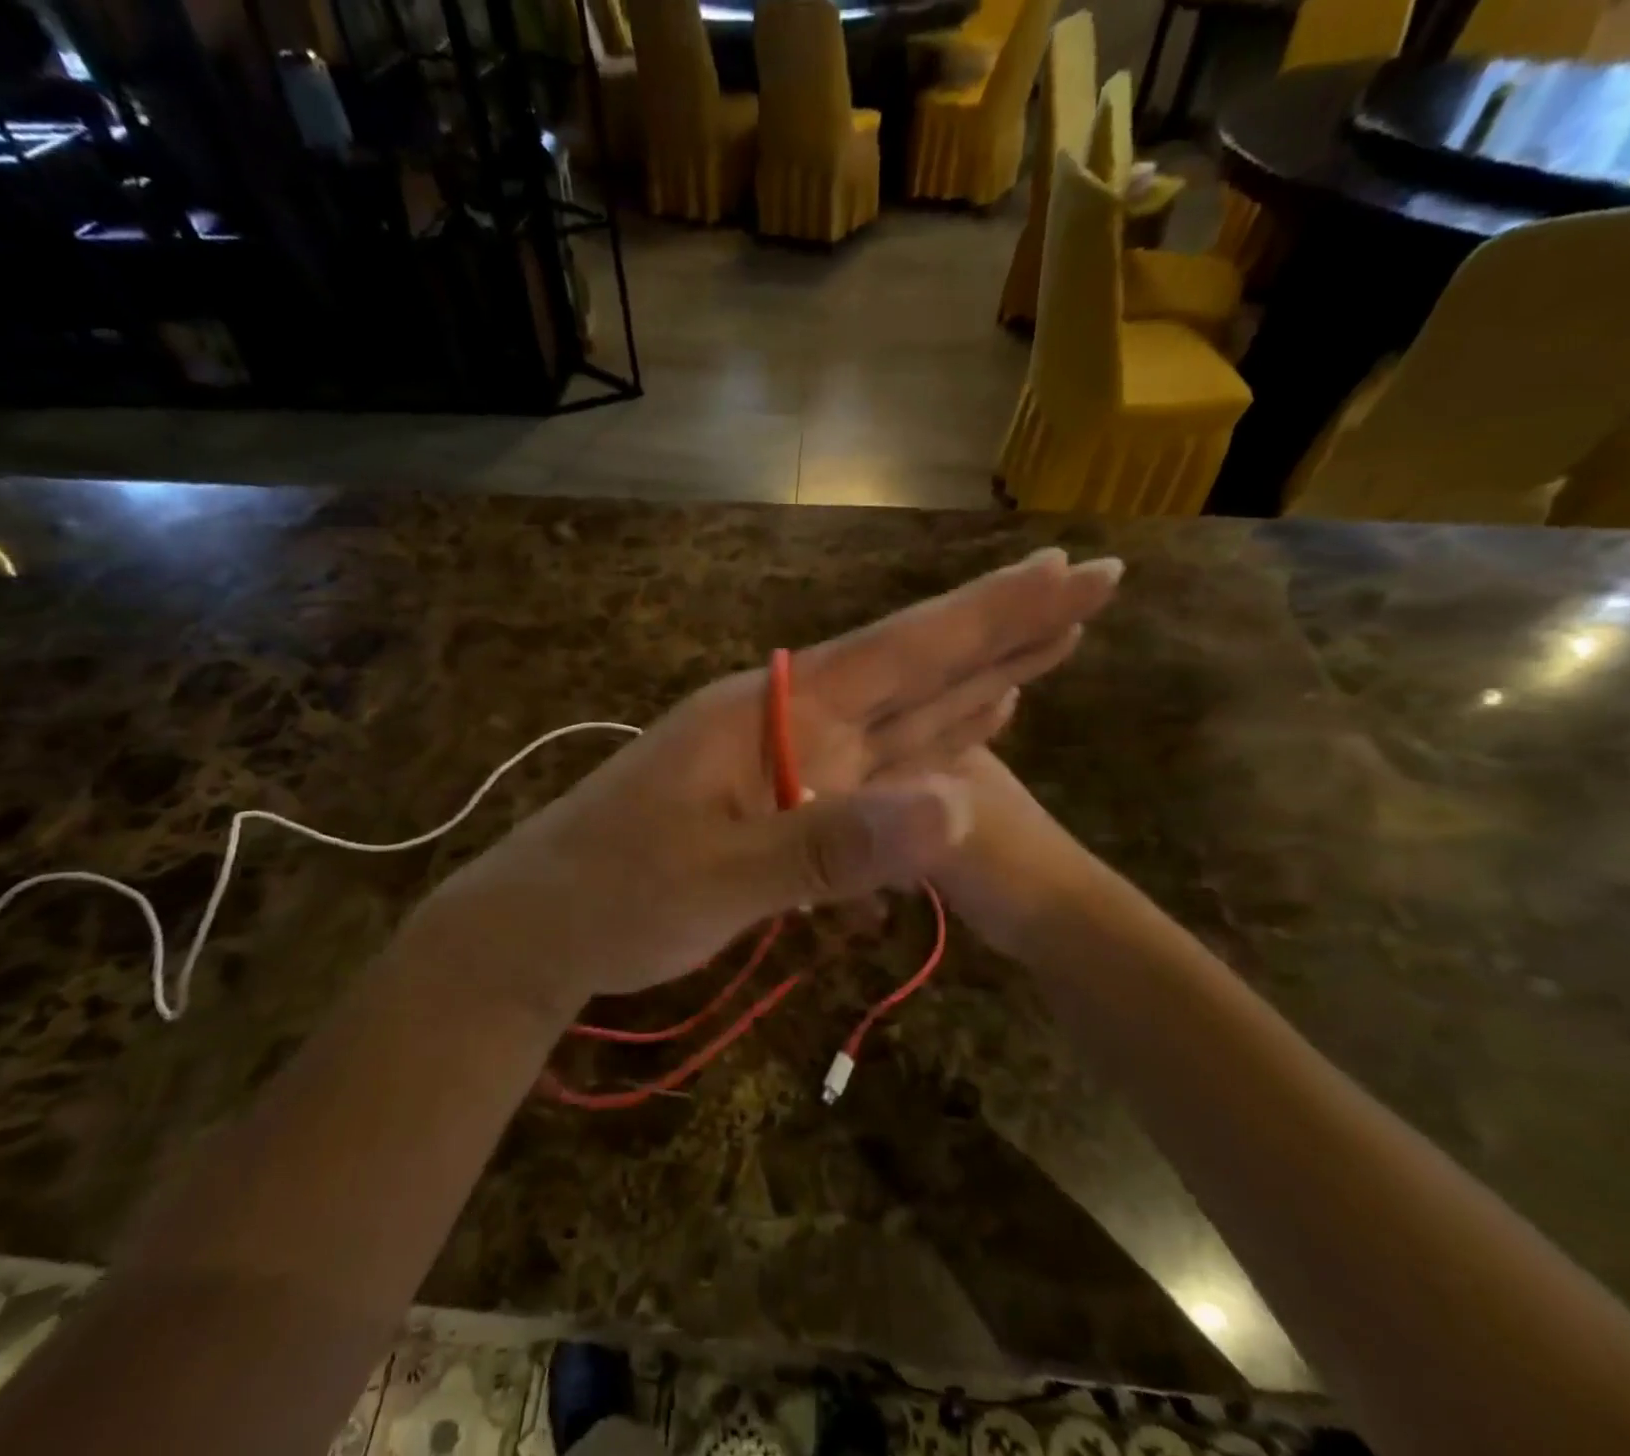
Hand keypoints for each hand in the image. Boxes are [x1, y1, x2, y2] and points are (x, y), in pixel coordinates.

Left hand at [413, 550, 1121, 1013]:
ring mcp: (790, 756)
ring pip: (902, 709)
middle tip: (1087, 582)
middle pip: (912, 666)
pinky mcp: (787, 796)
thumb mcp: (717, 877)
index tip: (1069, 574)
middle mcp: (790, 717)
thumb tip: (960, 807)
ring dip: (978, 675)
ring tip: (1049, 638)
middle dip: (1002, 627)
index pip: (900, 650)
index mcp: (773, 711)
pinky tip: (973, 717)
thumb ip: (830, 843)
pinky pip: (877, 759)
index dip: (990, 615)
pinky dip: (933, 737)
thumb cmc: (614, 897)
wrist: (541, 926)